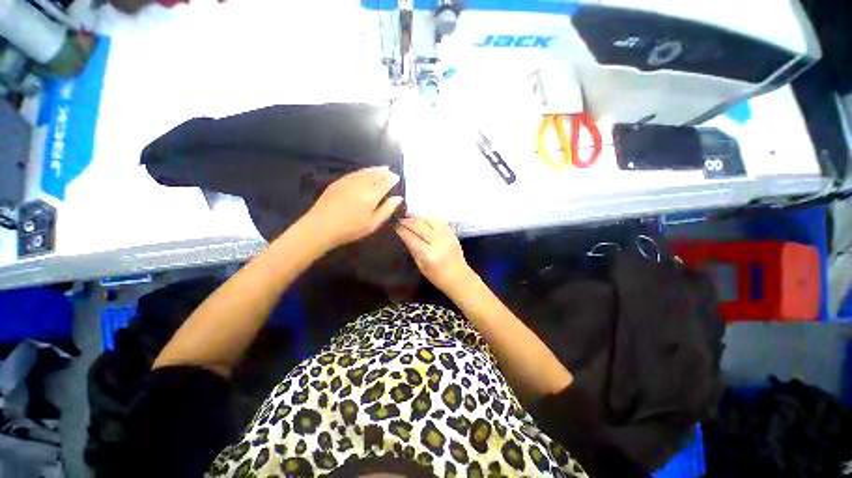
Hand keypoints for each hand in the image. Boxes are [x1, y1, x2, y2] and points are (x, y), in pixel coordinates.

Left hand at [302, 167, 402, 251]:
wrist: (320, 227)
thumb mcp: (372, 224)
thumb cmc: (350, 230)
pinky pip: (354, 173)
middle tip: (391, 172)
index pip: (385, 183)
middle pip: (376, 175)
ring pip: (365, 172)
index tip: (397, 178)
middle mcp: (361, 185)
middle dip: (385, 172)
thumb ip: (387, 210)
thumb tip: (398, 198)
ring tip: (383, 168)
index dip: (392, 179)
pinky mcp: (338, 182)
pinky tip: (365, 172)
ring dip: (375, 169)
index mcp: (371, 196)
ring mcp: (348, 181)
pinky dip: (363, 171)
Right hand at [395, 216, 474, 294]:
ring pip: (429, 220)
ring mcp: (446, 236)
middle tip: (399, 218)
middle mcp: (437, 242)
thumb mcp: (420, 265)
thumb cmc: (437, 276)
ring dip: (418, 216)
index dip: (401, 229)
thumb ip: (412, 249)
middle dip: (407, 220)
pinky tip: (423, 218)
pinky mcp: (452, 233)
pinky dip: (429, 218)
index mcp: (427, 254)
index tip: (393, 224)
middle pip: (419, 225)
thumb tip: (404, 234)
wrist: (459, 277)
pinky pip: (439, 221)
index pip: (410, 236)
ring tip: (409, 215)